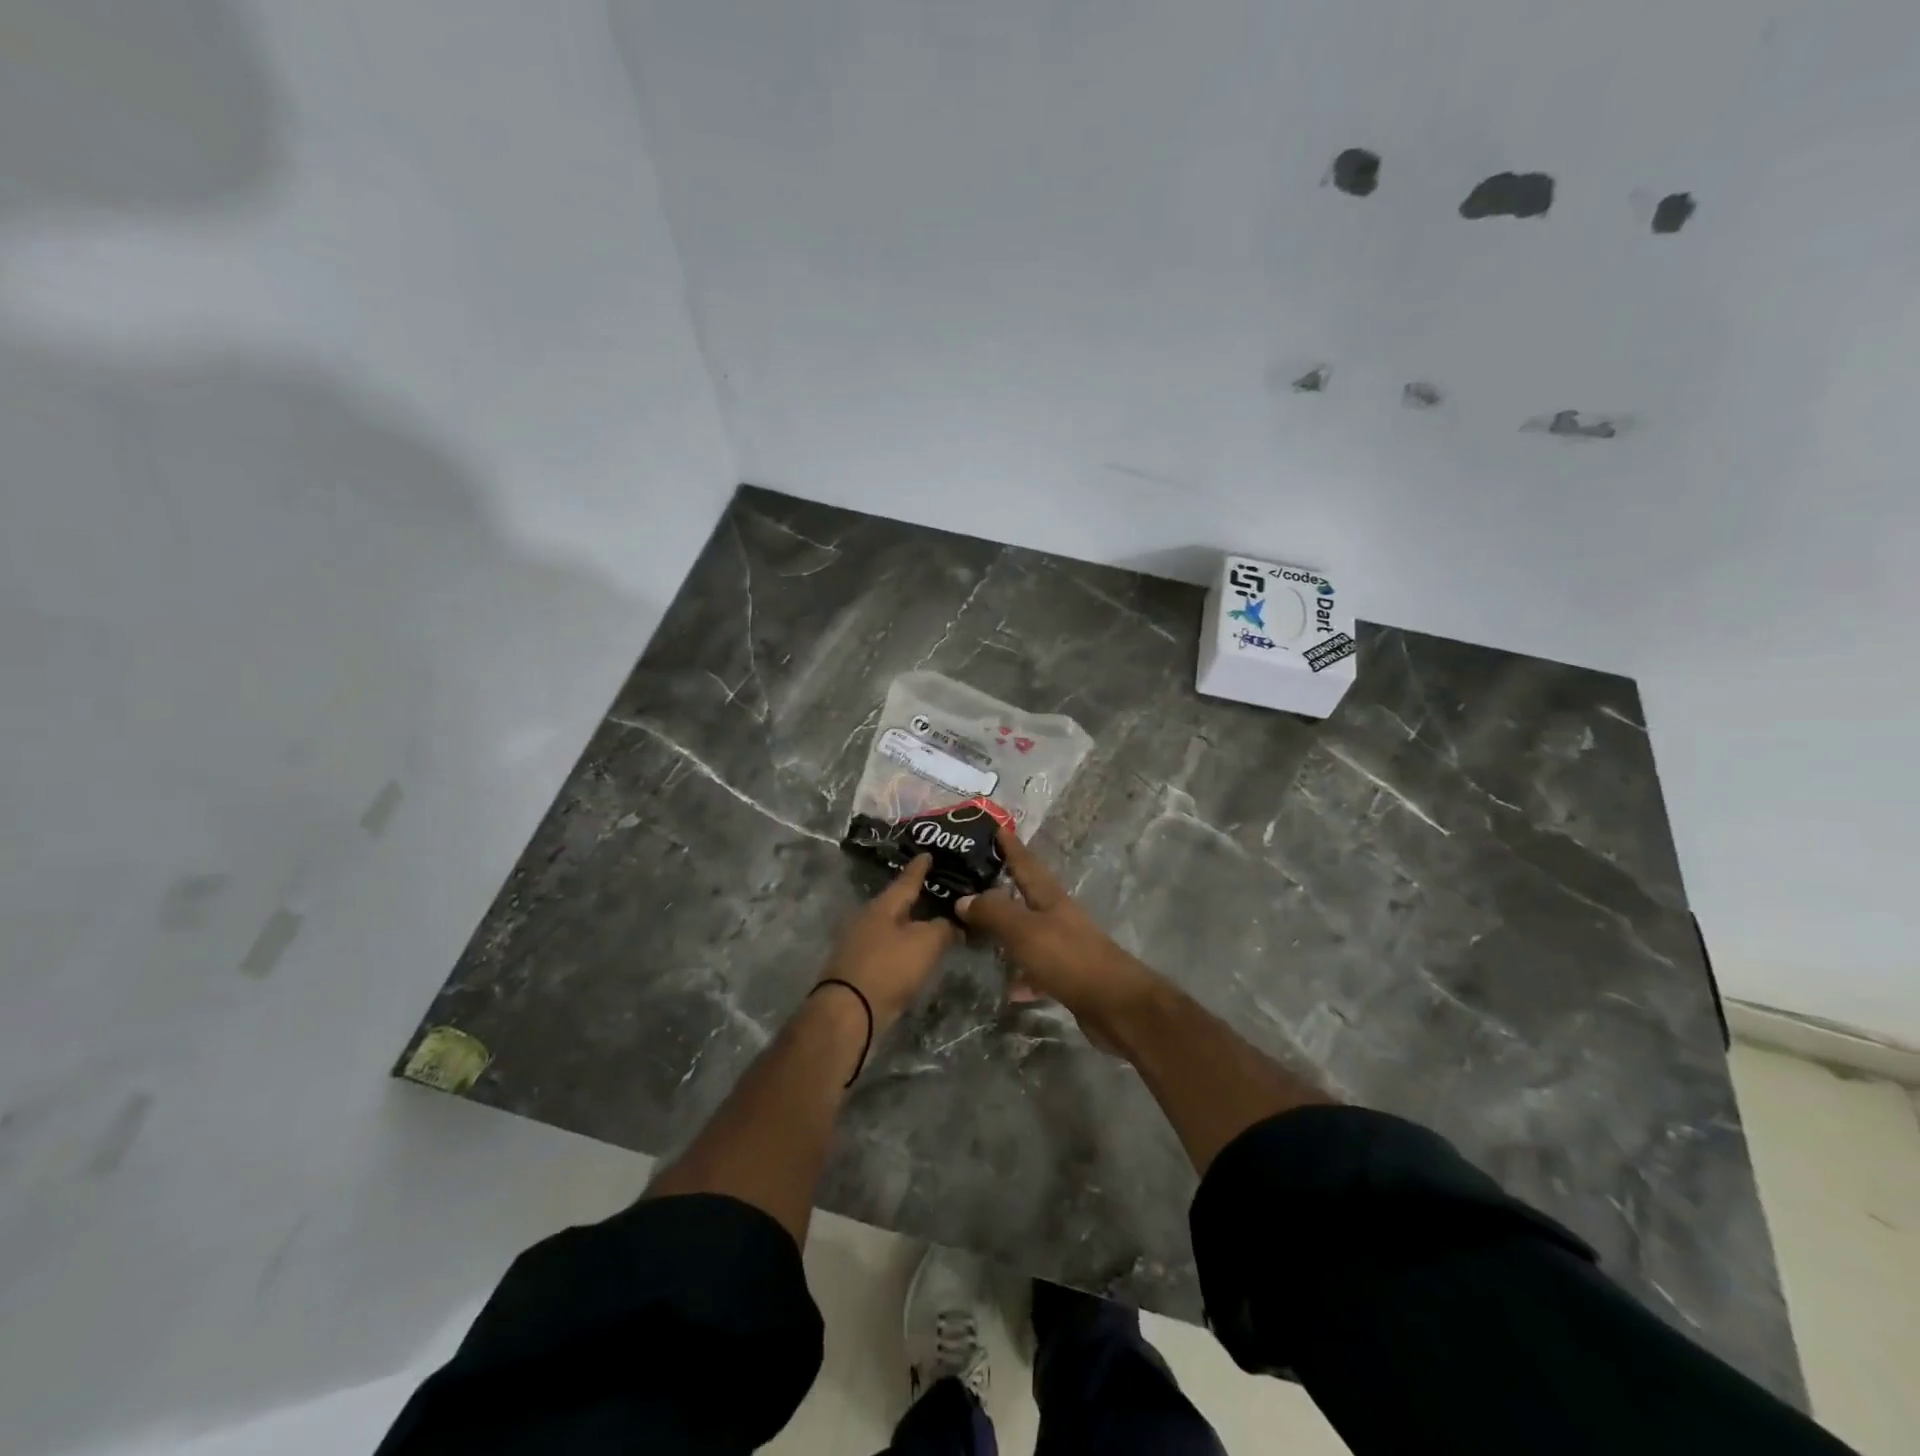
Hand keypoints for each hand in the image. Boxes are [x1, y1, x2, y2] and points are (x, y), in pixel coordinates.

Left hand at [818, 855, 957, 1030]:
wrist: (848, 1012)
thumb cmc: (889, 968)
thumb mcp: (926, 943)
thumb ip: (944, 928)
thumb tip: (953, 923)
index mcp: (882, 906)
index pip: (906, 880)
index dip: (920, 868)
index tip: (927, 854)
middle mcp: (866, 919)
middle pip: (895, 904)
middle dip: (914, 898)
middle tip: (936, 891)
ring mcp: (857, 944)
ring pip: (889, 927)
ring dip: (908, 925)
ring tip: (929, 923)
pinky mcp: (855, 968)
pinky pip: (884, 948)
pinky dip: (900, 947)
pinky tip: (912, 952)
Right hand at [955, 831, 1158, 1034]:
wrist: (1116, 1006)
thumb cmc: (1069, 958)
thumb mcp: (1025, 931)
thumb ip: (994, 913)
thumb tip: (963, 898)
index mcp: (1051, 898)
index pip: (1027, 864)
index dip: (1011, 846)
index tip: (997, 827)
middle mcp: (1059, 917)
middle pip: (1027, 896)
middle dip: (1003, 887)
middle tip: (972, 881)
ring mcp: (1065, 947)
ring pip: (1029, 933)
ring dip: (1008, 932)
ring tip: (978, 933)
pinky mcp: (1068, 977)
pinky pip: (1037, 969)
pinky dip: (1022, 974)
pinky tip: (1007, 987)